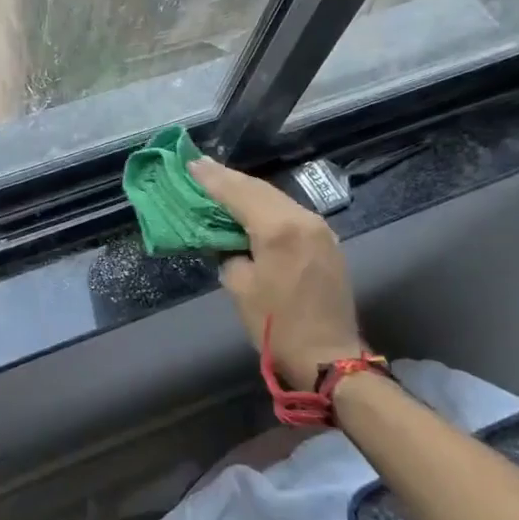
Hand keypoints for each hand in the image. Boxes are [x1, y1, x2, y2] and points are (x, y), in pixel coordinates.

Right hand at [189, 157, 364, 388]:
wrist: (328, 356)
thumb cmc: (277, 326)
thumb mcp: (240, 287)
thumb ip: (229, 253)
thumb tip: (228, 241)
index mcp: (279, 230)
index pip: (239, 193)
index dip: (212, 179)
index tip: (191, 163)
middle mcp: (303, 219)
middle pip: (260, 189)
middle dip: (229, 179)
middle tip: (201, 167)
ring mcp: (319, 229)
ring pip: (277, 198)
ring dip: (248, 191)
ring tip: (221, 182)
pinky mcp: (326, 242)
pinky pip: (290, 213)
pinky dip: (266, 206)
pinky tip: (250, 206)